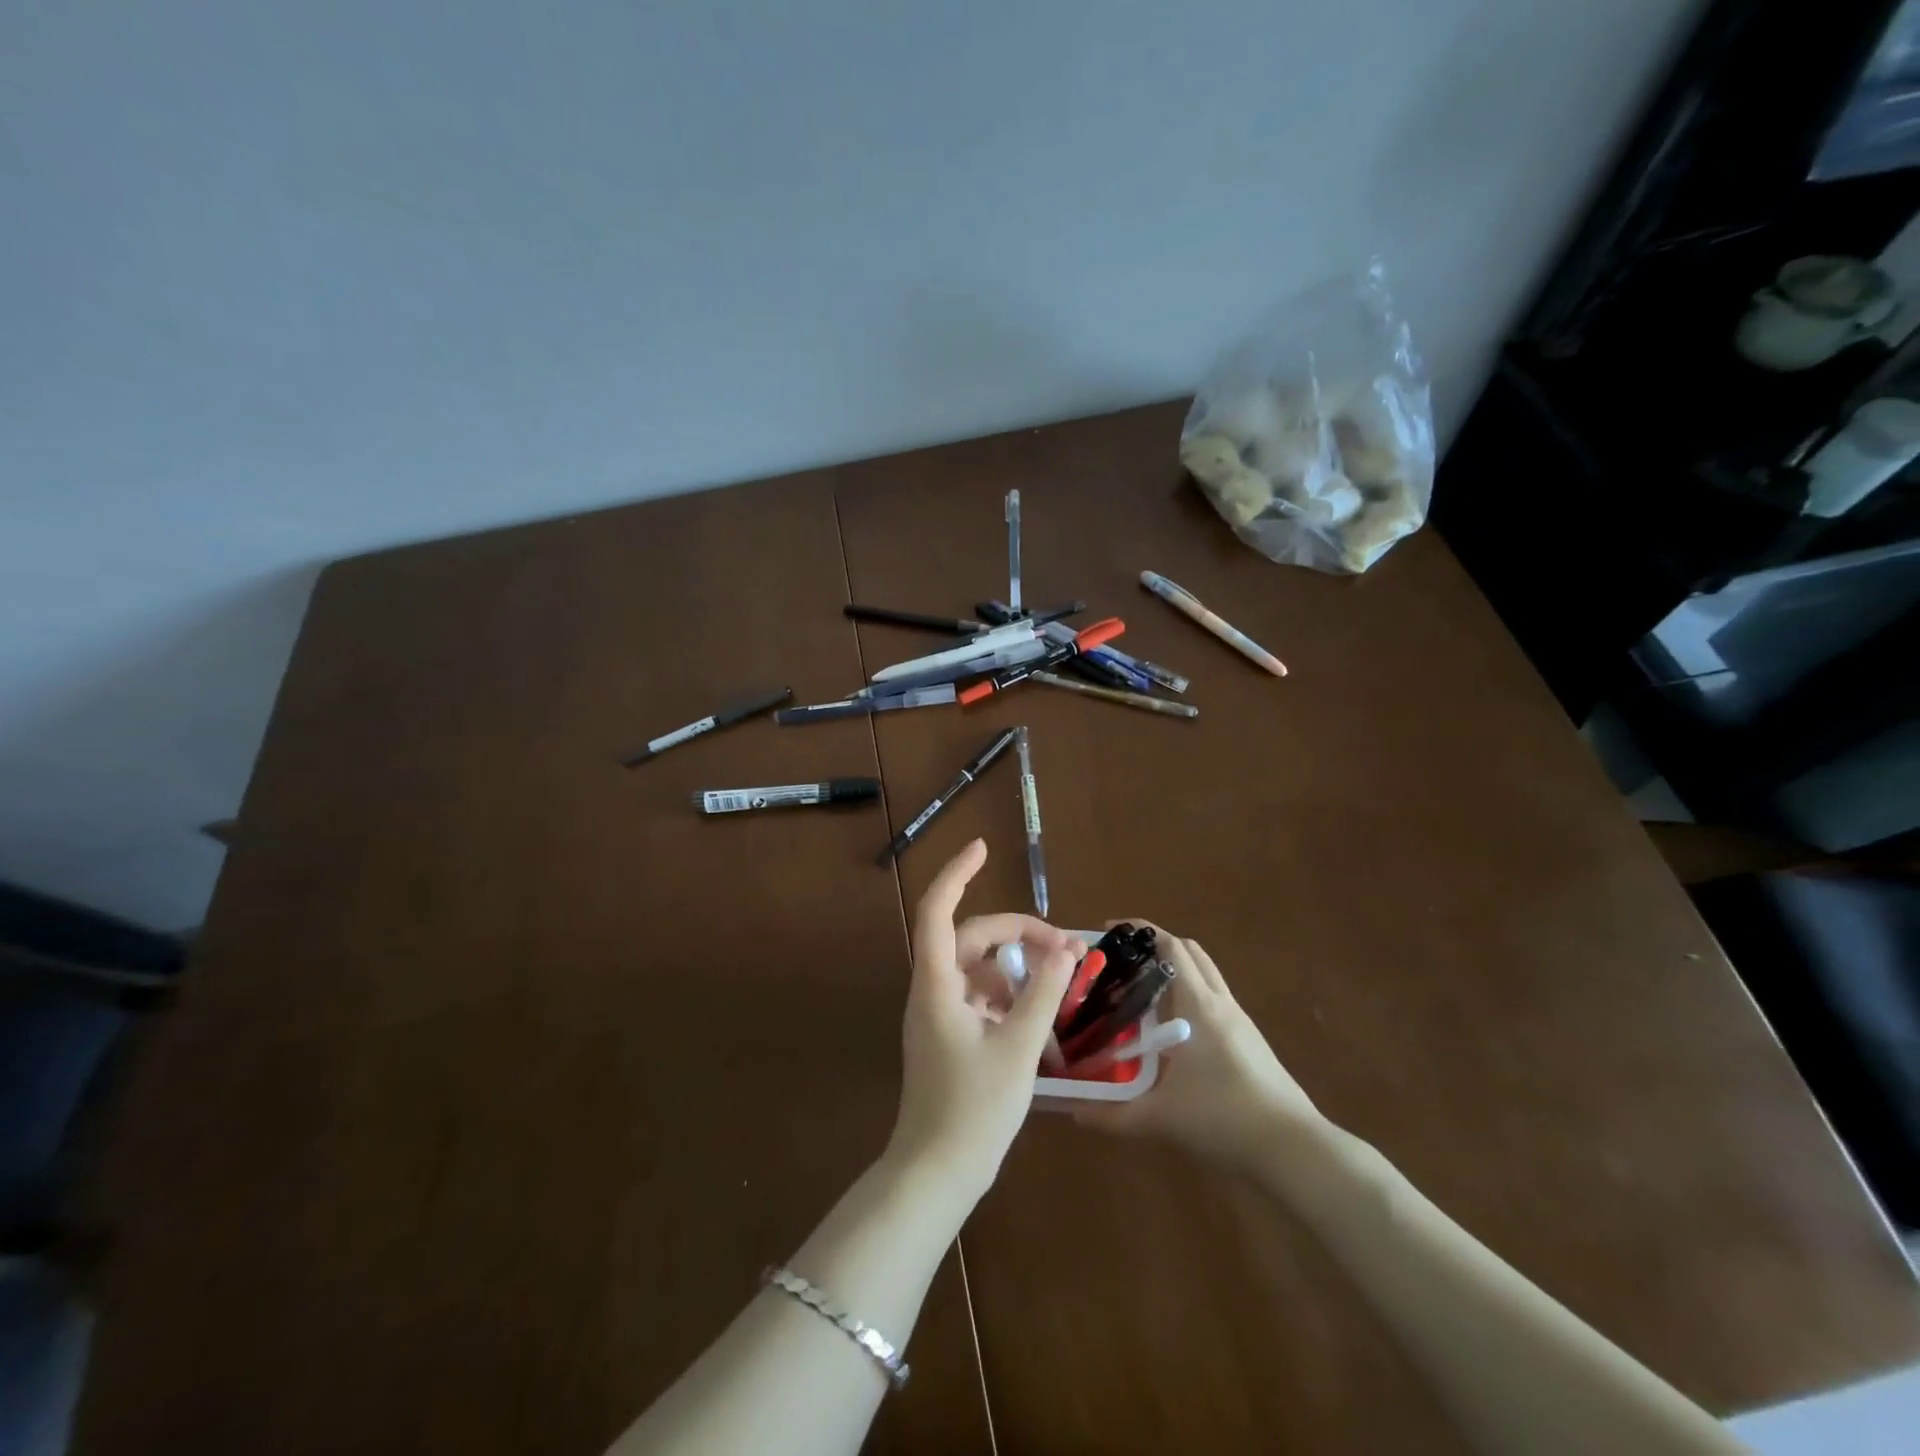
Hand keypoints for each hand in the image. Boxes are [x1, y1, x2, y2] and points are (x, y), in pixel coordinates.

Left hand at [888, 839, 1082, 1199]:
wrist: (936, 1173)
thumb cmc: (974, 1109)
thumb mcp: (1019, 1047)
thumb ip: (1043, 994)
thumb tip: (1067, 950)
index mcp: (937, 985)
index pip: (937, 910)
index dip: (957, 873)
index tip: (983, 847)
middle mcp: (931, 991)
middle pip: (969, 938)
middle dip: (1016, 932)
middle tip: (1063, 947)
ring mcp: (937, 1014)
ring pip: (976, 968)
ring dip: (1015, 966)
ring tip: (1057, 982)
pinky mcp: (947, 1036)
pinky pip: (978, 997)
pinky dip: (1007, 995)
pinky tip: (1037, 1017)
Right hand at [1073, 927, 1322, 1172]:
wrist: (1293, 1148)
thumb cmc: (1223, 1119)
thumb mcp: (1159, 1118)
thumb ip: (1111, 1115)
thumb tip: (1072, 1111)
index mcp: (1198, 1006)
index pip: (1170, 947)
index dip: (1140, 930)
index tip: (1109, 930)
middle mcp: (1220, 1002)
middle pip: (1190, 951)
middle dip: (1156, 944)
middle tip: (1123, 960)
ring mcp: (1240, 1020)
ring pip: (1206, 974)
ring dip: (1176, 969)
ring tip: (1141, 990)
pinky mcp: (1250, 1039)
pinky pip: (1215, 999)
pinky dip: (1191, 995)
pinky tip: (1172, 1027)